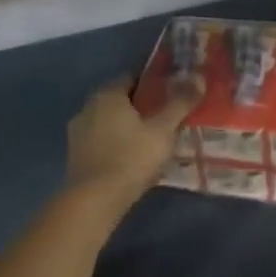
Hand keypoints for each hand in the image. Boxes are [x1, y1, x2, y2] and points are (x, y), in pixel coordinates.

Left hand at [65, 76, 199, 220]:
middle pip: (119, 99)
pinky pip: (101, 140)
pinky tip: (131, 157)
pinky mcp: (76, 154)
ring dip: (126, 126)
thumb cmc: (131, 158)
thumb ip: (180, 103)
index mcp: (108, 95)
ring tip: (151, 139)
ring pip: (108, 121)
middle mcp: (88, 107)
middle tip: (165, 117)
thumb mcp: (163, 130)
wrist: (95, 199)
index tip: (171, 93)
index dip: (152, 83)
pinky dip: (115, 142)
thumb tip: (199, 77)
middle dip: (140, 106)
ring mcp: (78, 132)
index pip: (131, 77)